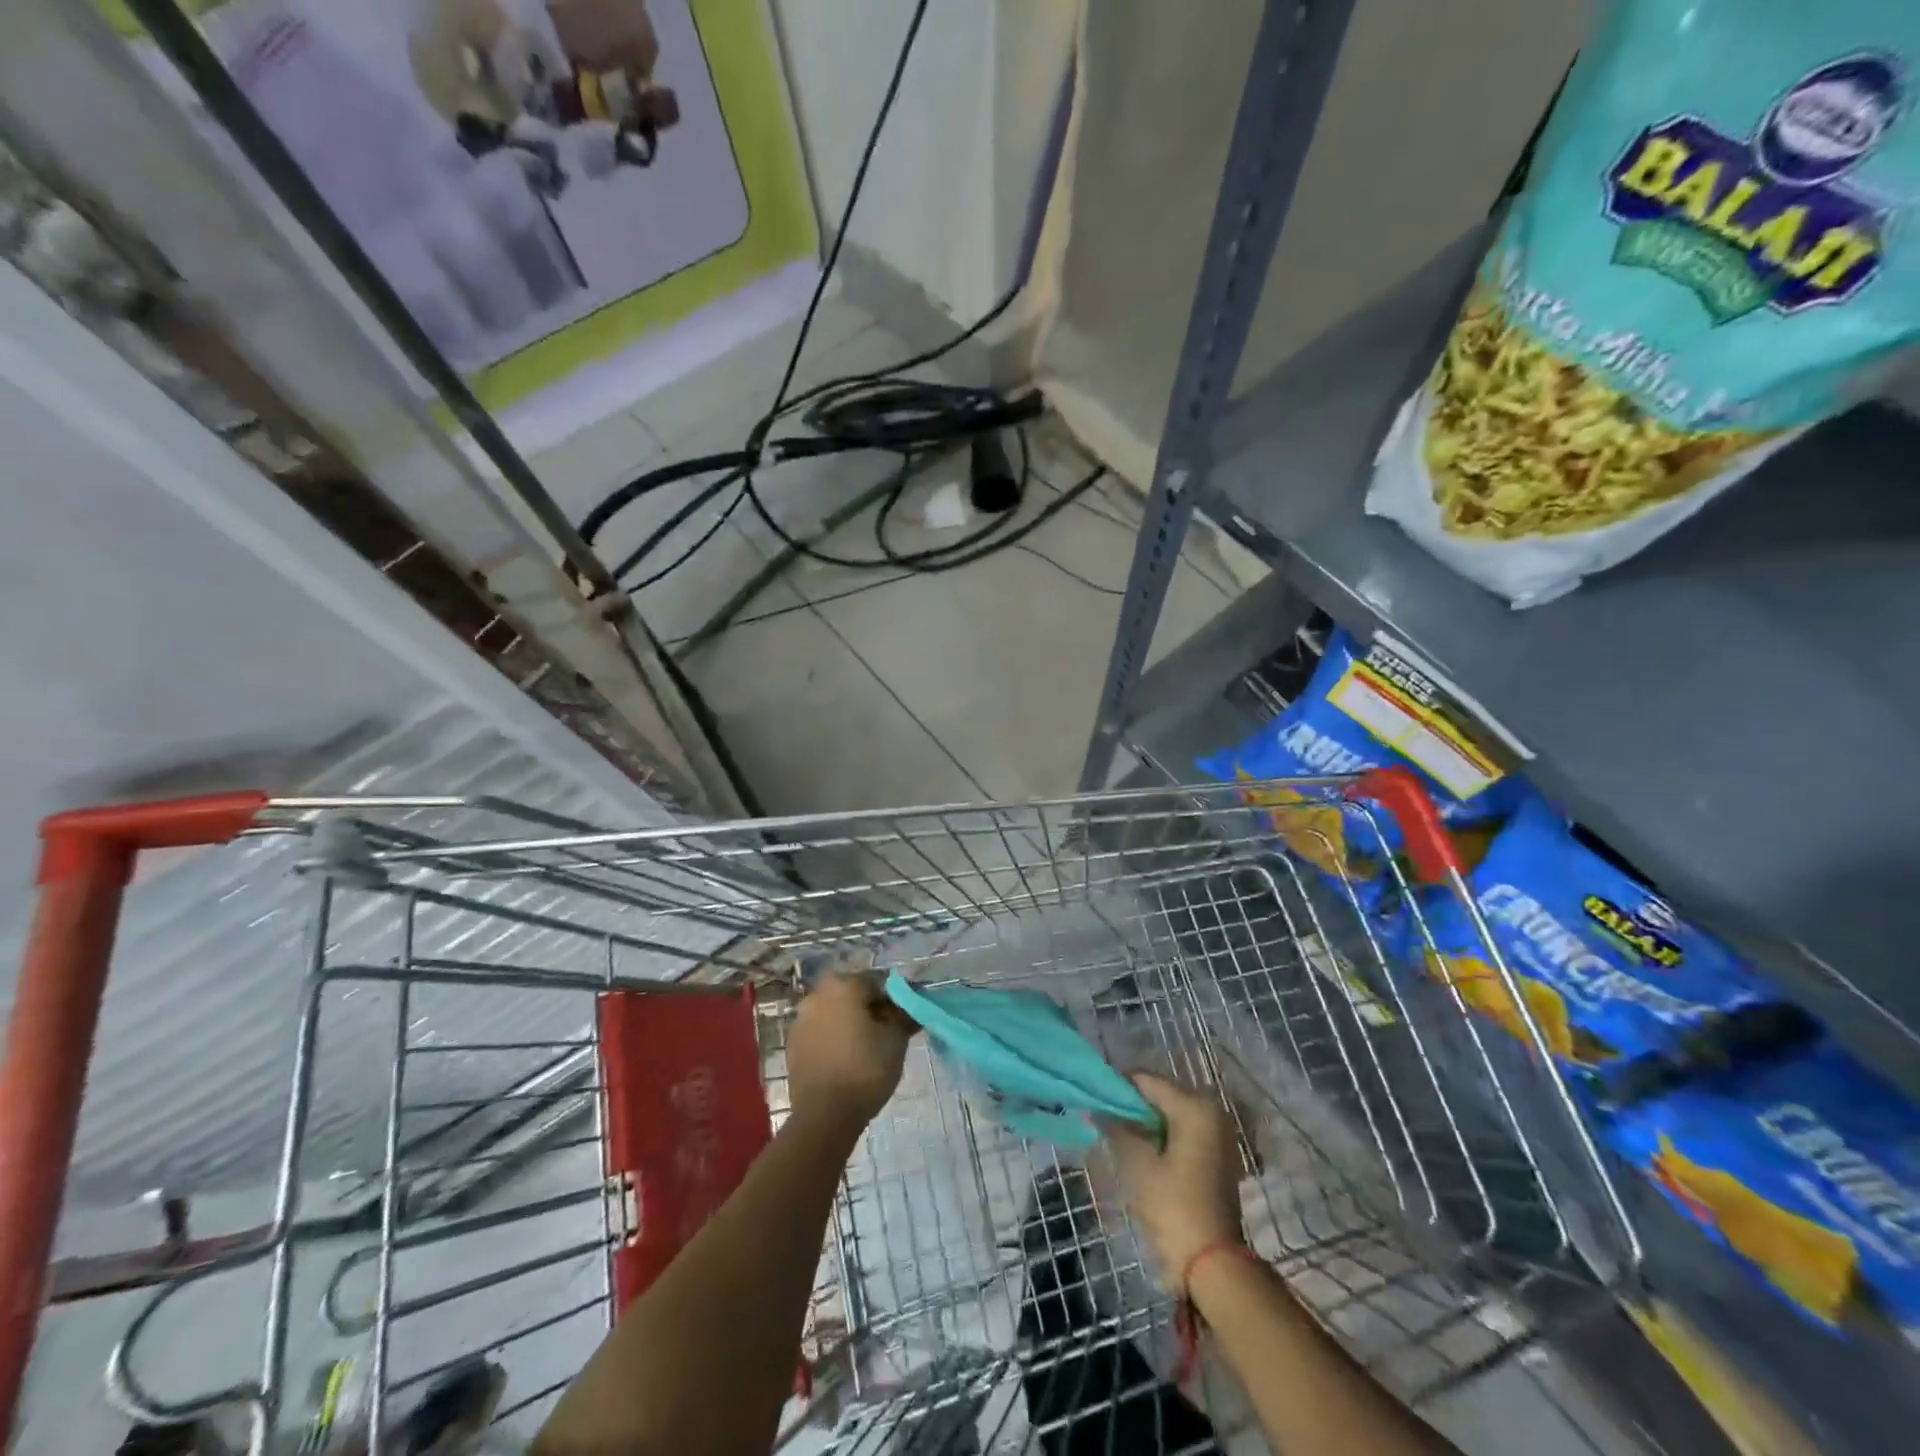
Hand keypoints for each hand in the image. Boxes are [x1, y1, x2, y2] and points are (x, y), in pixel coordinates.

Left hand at [786, 972, 912, 1134]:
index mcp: (843, 984)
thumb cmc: (865, 1069)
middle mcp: (817, 994)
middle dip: (869, 1009)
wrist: (825, 1115)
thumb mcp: (896, 1039)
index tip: (903, 1020)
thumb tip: (910, 1006)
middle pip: (852, 994)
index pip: (877, 982)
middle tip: (886, 1033)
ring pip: (834, 1012)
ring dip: (849, 1022)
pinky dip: (832, 1038)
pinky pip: (819, 1031)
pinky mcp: (792, 1044)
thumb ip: (904, 1014)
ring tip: (866, 1049)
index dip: (894, 1000)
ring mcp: (800, 1019)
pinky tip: (845, 1060)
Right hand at [1107, 1073, 1245, 1282]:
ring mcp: (1218, 1137)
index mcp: (1195, 1108)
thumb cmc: (1174, 1208)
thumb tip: (1096, 1110)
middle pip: (1161, 1096)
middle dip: (1131, 1106)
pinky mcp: (1217, 1158)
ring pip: (1171, 1116)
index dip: (1117, 1087)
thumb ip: (1117, 1129)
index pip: (1147, 1081)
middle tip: (1102, 1118)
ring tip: (1116, 1134)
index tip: (1093, 1098)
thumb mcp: (1138, 1164)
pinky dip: (1161, 1138)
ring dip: (1145, 1123)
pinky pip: (1182, 1134)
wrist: (1213, 1265)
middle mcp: (1212, 1113)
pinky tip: (1140, 1151)